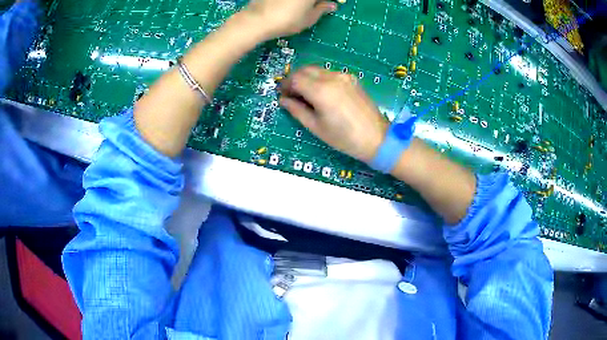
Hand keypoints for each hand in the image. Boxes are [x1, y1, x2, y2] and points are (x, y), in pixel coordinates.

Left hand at [242, 0, 335, 38]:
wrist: (257, 20)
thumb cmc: (287, 21)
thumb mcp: (309, 18)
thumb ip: (322, 9)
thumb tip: (332, 5)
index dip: (332, 0)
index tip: (335, 3)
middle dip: (317, 1)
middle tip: (318, 5)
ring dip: (304, 2)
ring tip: (304, 6)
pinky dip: (292, 1)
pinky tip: (289, 4)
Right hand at [280, 66, 388, 162]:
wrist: (377, 138)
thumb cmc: (344, 138)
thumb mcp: (316, 127)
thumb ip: (297, 110)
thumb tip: (283, 100)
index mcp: (321, 90)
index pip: (295, 78)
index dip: (285, 84)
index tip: (282, 94)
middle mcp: (332, 77)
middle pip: (305, 69)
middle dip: (294, 79)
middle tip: (291, 94)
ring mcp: (344, 76)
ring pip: (318, 70)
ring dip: (307, 78)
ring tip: (305, 94)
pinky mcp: (352, 79)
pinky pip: (330, 73)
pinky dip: (320, 79)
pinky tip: (321, 93)